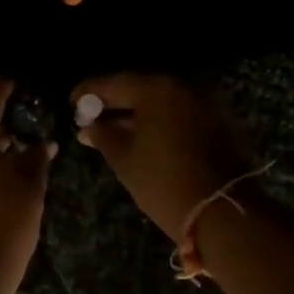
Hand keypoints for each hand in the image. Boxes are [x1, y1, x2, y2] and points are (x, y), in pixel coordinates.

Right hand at [71, 74, 253, 241]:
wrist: (222, 211)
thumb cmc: (163, 182)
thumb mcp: (124, 159)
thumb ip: (103, 135)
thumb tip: (89, 126)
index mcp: (157, 90)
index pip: (114, 83)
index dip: (89, 92)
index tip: (71, 102)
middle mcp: (184, 88)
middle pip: (140, 89)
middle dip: (114, 103)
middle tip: (91, 118)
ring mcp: (206, 104)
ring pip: (162, 103)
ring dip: (137, 114)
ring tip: (113, 132)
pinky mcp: (219, 123)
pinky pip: (179, 115)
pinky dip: (159, 122)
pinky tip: (143, 139)